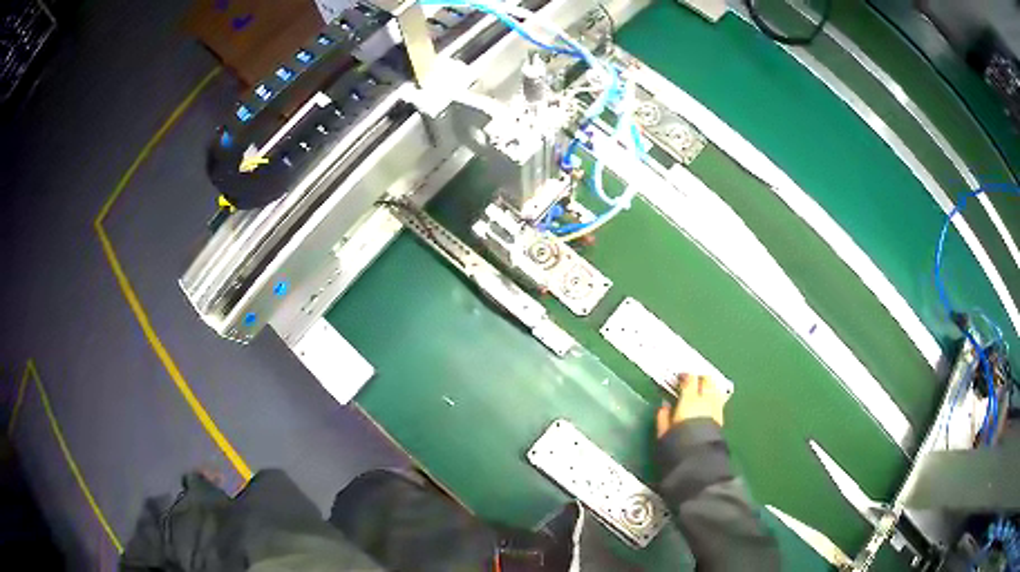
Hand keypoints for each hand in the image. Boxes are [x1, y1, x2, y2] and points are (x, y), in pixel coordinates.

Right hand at [656, 373, 729, 437]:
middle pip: (707, 380)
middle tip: (692, 381)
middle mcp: (705, 401)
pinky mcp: (721, 418)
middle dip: (700, 377)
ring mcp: (716, 409)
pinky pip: (719, 401)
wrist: (699, 459)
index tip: (680, 377)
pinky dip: (714, 397)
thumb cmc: (678, 444)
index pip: (690, 379)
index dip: (685, 375)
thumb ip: (663, 417)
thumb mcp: (664, 432)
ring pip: (715, 389)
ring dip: (709, 386)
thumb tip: (664, 406)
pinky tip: (709, 403)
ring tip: (702, 390)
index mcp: (689, 400)